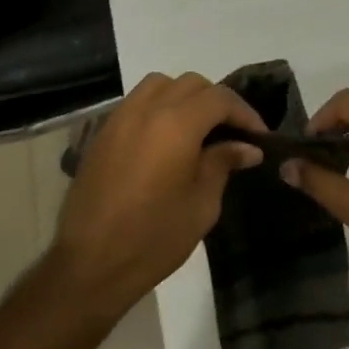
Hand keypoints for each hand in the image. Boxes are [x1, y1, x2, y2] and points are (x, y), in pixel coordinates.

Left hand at [51, 72, 266, 318]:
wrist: (89, 265)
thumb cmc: (153, 239)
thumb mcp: (201, 205)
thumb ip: (223, 164)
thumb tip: (247, 147)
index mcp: (176, 125)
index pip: (219, 99)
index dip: (244, 113)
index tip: (259, 136)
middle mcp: (147, 109)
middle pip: (191, 84)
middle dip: (217, 101)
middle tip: (233, 132)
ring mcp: (120, 118)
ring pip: (160, 85)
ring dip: (185, 97)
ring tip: (199, 128)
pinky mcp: (103, 133)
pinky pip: (137, 102)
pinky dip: (159, 107)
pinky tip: (167, 138)